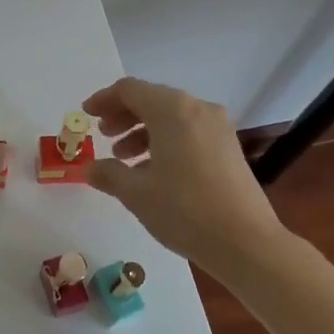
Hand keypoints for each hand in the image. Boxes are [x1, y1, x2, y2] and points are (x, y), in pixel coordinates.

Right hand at [83, 76, 286, 265]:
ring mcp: (218, 127)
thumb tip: (90, 169)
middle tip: (103, 136)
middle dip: (123, 115)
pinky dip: (165, 141)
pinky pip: (189, 131)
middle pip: (151, 100)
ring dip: (143, 130)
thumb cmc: (184, 210)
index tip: (86, 114)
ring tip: (124, 158)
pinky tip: (154, 170)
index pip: (129, 90)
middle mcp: (197, 108)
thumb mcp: (136, 193)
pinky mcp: (229, 147)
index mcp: (172, 110)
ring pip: (171, 116)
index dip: (104, 100)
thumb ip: (108, 174)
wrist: (246, 243)